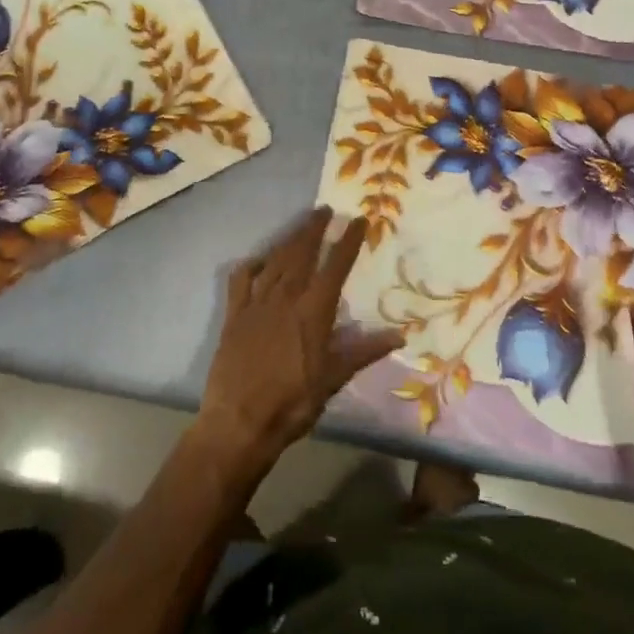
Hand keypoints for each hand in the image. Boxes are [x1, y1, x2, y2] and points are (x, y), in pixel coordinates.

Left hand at [198, 207, 400, 472]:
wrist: (239, 422)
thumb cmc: (292, 403)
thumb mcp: (333, 379)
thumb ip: (363, 352)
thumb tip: (399, 335)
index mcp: (313, 311)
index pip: (335, 266)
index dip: (348, 241)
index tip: (358, 220)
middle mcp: (285, 298)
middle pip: (302, 253)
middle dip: (314, 229)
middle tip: (324, 211)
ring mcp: (256, 304)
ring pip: (275, 261)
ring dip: (289, 240)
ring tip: (301, 226)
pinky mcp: (234, 315)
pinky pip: (242, 280)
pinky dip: (252, 265)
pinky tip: (259, 260)